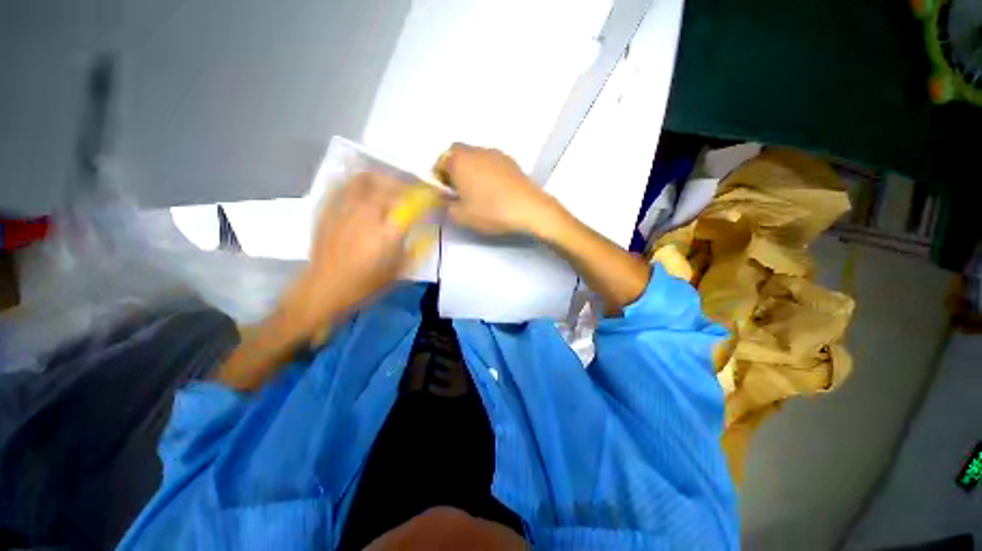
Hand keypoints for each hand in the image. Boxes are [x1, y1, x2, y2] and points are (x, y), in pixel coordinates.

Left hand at [288, 172, 434, 326]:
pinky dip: (358, 182)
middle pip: (391, 186)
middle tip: (411, 196)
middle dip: (406, 188)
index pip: (414, 204)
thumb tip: (427, 232)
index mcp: (389, 231)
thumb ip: (416, 248)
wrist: (326, 287)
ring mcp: (346, 208)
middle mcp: (369, 214)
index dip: (427, 197)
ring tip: (388, 186)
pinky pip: (345, 184)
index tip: (434, 198)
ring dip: (382, 180)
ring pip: (367, 179)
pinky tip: (363, 189)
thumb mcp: (401, 270)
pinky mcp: (329, 208)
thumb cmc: (367, 283)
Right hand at [436, 143, 555, 235]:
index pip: (440, 162)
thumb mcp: (460, 215)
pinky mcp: (511, 161)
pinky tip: (496, 191)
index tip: (447, 194)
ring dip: (472, 170)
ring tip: (479, 192)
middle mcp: (476, 150)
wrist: (528, 208)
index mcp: (459, 160)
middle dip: (455, 171)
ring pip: (476, 158)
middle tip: (460, 191)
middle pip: (458, 155)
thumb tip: (446, 197)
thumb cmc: (490, 211)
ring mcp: (496, 153)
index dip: (440, 179)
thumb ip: (446, 205)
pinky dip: (488, 173)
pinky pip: (492, 163)